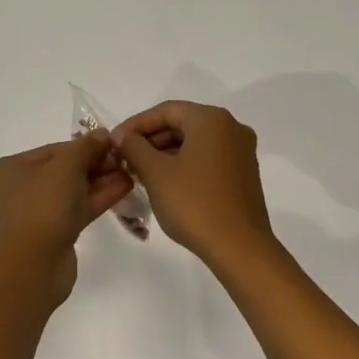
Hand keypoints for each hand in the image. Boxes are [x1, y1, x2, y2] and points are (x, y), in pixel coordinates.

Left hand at [0, 130, 134, 273]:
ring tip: (129, 173)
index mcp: (7, 169)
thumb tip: (102, 134)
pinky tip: (122, 189)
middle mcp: (14, 191)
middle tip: (123, 160)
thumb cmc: (43, 205)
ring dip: (98, 182)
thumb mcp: (67, 166)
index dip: (83, 146)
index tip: (110, 144)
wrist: (34, 264)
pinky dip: (94, 200)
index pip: (51, 151)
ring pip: (69, 193)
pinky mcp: (48, 237)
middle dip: (94, 166)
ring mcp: (31, 216)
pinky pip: (73, 211)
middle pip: (61, 172)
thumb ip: (86, 147)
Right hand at [111, 102, 279, 269]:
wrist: (239, 248)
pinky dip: (184, 164)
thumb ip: (134, 147)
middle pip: (181, 124)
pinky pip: (207, 158)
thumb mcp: (155, 172)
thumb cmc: (194, 203)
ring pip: (194, 142)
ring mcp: (241, 152)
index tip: (114, 142)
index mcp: (211, 119)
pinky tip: (164, 182)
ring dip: (165, 153)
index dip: (135, 124)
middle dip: (150, 139)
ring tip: (139, 171)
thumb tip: (124, 137)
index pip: (165, 110)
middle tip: (125, 158)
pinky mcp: (243, 174)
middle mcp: (231, 128)